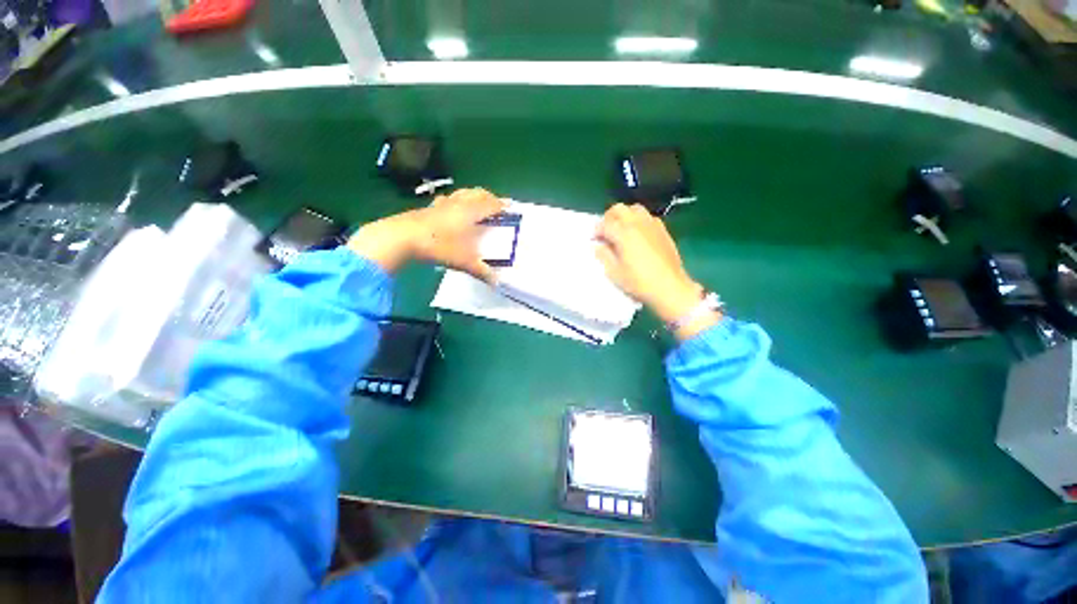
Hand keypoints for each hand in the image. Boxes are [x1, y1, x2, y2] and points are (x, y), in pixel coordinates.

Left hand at [347, 188, 505, 279]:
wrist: (402, 237)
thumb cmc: (438, 246)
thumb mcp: (463, 261)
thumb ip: (481, 271)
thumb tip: (497, 283)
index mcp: (470, 212)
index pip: (491, 204)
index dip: (502, 205)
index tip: (511, 207)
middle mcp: (459, 204)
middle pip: (478, 193)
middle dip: (490, 197)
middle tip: (497, 205)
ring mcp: (443, 203)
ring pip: (463, 193)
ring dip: (473, 196)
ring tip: (478, 205)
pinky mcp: (430, 207)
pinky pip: (448, 199)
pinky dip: (456, 200)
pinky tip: (452, 208)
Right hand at [596, 203, 719, 339]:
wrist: (669, 287)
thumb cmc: (639, 282)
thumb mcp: (615, 273)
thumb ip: (604, 255)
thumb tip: (598, 245)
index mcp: (623, 234)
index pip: (605, 224)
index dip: (596, 231)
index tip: (593, 239)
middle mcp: (637, 224)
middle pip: (619, 209)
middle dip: (608, 217)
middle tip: (605, 231)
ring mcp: (652, 225)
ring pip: (635, 209)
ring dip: (624, 216)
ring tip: (621, 230)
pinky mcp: (663, 230)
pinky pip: (648, 217)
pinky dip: (638, 220)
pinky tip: (637, 234)